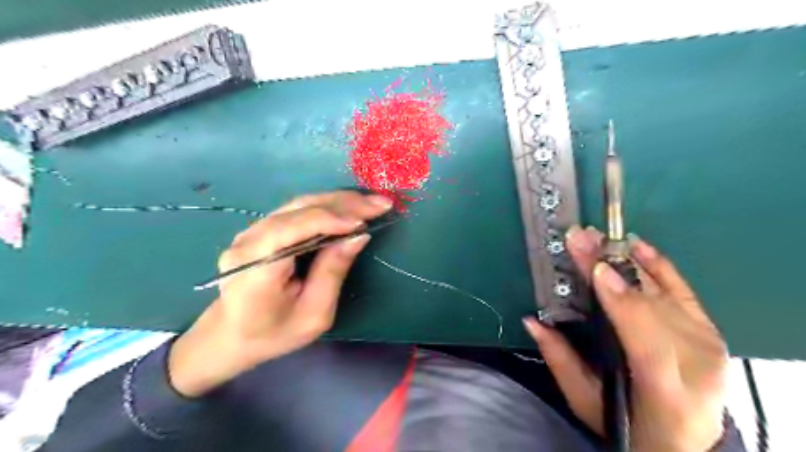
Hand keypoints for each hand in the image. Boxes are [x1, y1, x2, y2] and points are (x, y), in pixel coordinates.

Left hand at [169, 190, 394, 398]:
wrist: (230, 336)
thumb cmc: (274, 333)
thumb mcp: (313, 314)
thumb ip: (333, 271)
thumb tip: (359, 235)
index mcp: (255, 267)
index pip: (293, 228)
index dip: (331, 219)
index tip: (366, 221)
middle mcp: (248, 241)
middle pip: (299, 209)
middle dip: (344, 203)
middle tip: (381, 203)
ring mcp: (250, 231)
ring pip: (299, 204)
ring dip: (338, 201)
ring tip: (370, 203)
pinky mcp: (260, 229)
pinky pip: (296, 210)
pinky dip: (327, 207)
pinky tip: (348, 208)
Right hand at [524, 229, 731, 450]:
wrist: (687, 440)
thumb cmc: (628, 423)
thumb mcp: (586, 400)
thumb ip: (559, 359)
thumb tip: (532, 320)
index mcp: (665, 391)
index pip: (647, 341)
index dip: (622, 302)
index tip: (595, 268)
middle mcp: (696, 362)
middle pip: (655, 307)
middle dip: (614, 268)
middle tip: (581, 238)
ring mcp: (707, 343)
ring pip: (664, 293)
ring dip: (628, 261)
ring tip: (597, 237)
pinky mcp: (710, 330)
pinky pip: (684, 290)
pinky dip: (660, 265)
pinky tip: (637, 245)